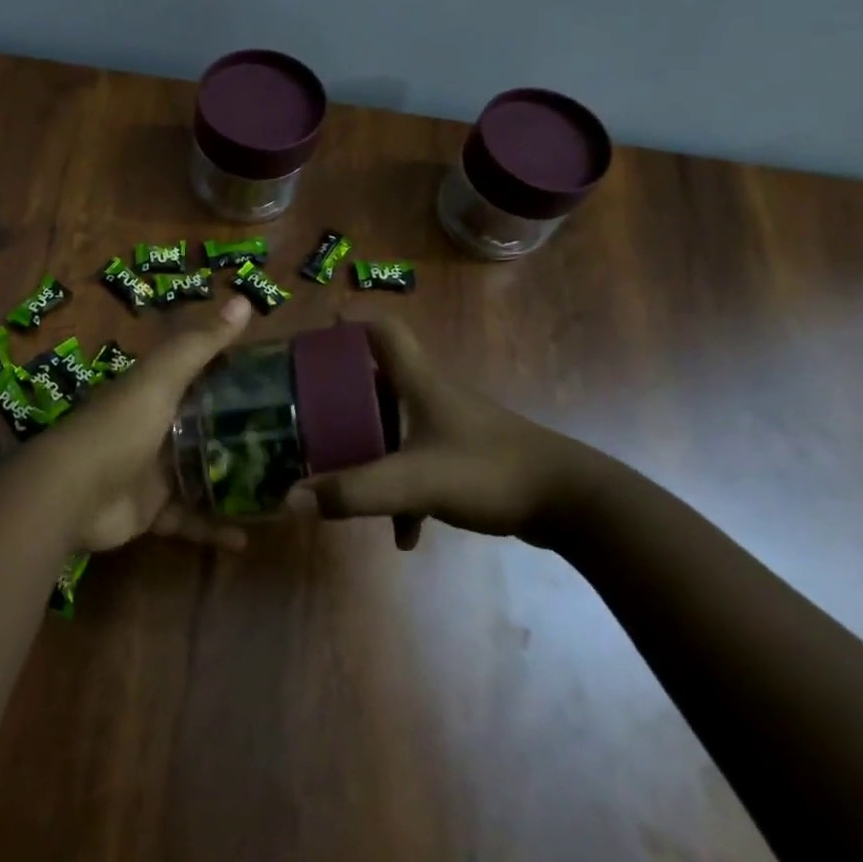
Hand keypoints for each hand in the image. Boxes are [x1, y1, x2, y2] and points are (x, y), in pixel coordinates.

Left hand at [48, 294, 255, 553]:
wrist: (71, 493)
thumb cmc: (120, 427)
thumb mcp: (161, 378)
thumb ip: (200, 344)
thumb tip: (243, 299)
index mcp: (155, 393)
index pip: (199, 378)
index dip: (232, 375)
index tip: (276, 381)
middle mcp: (154, 429)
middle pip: (203, 429)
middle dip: (239, 435)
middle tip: (288, 442)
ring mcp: (152, 473)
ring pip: (200, 476)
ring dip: (231, 484)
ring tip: (276, 490)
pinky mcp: (151, 512)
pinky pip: (189, 520)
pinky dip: (213, 530)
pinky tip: (246, 539)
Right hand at [287, 316, 618, 550]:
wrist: (572, 502)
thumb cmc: (489, 471)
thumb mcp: (413, 482)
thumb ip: (353, 491)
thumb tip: (290, 499)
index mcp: (420, 382)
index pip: (382, 331)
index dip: (348, 328)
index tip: (314, 341)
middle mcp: (434, 396)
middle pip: (380, 381)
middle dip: (345, 399)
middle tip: (310, 417)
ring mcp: (453, 428)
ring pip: (398, 427)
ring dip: (372, 449)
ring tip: (343, 478)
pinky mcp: (468, 458)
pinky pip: (421, 465)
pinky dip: (405, 492)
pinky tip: (404, 534)